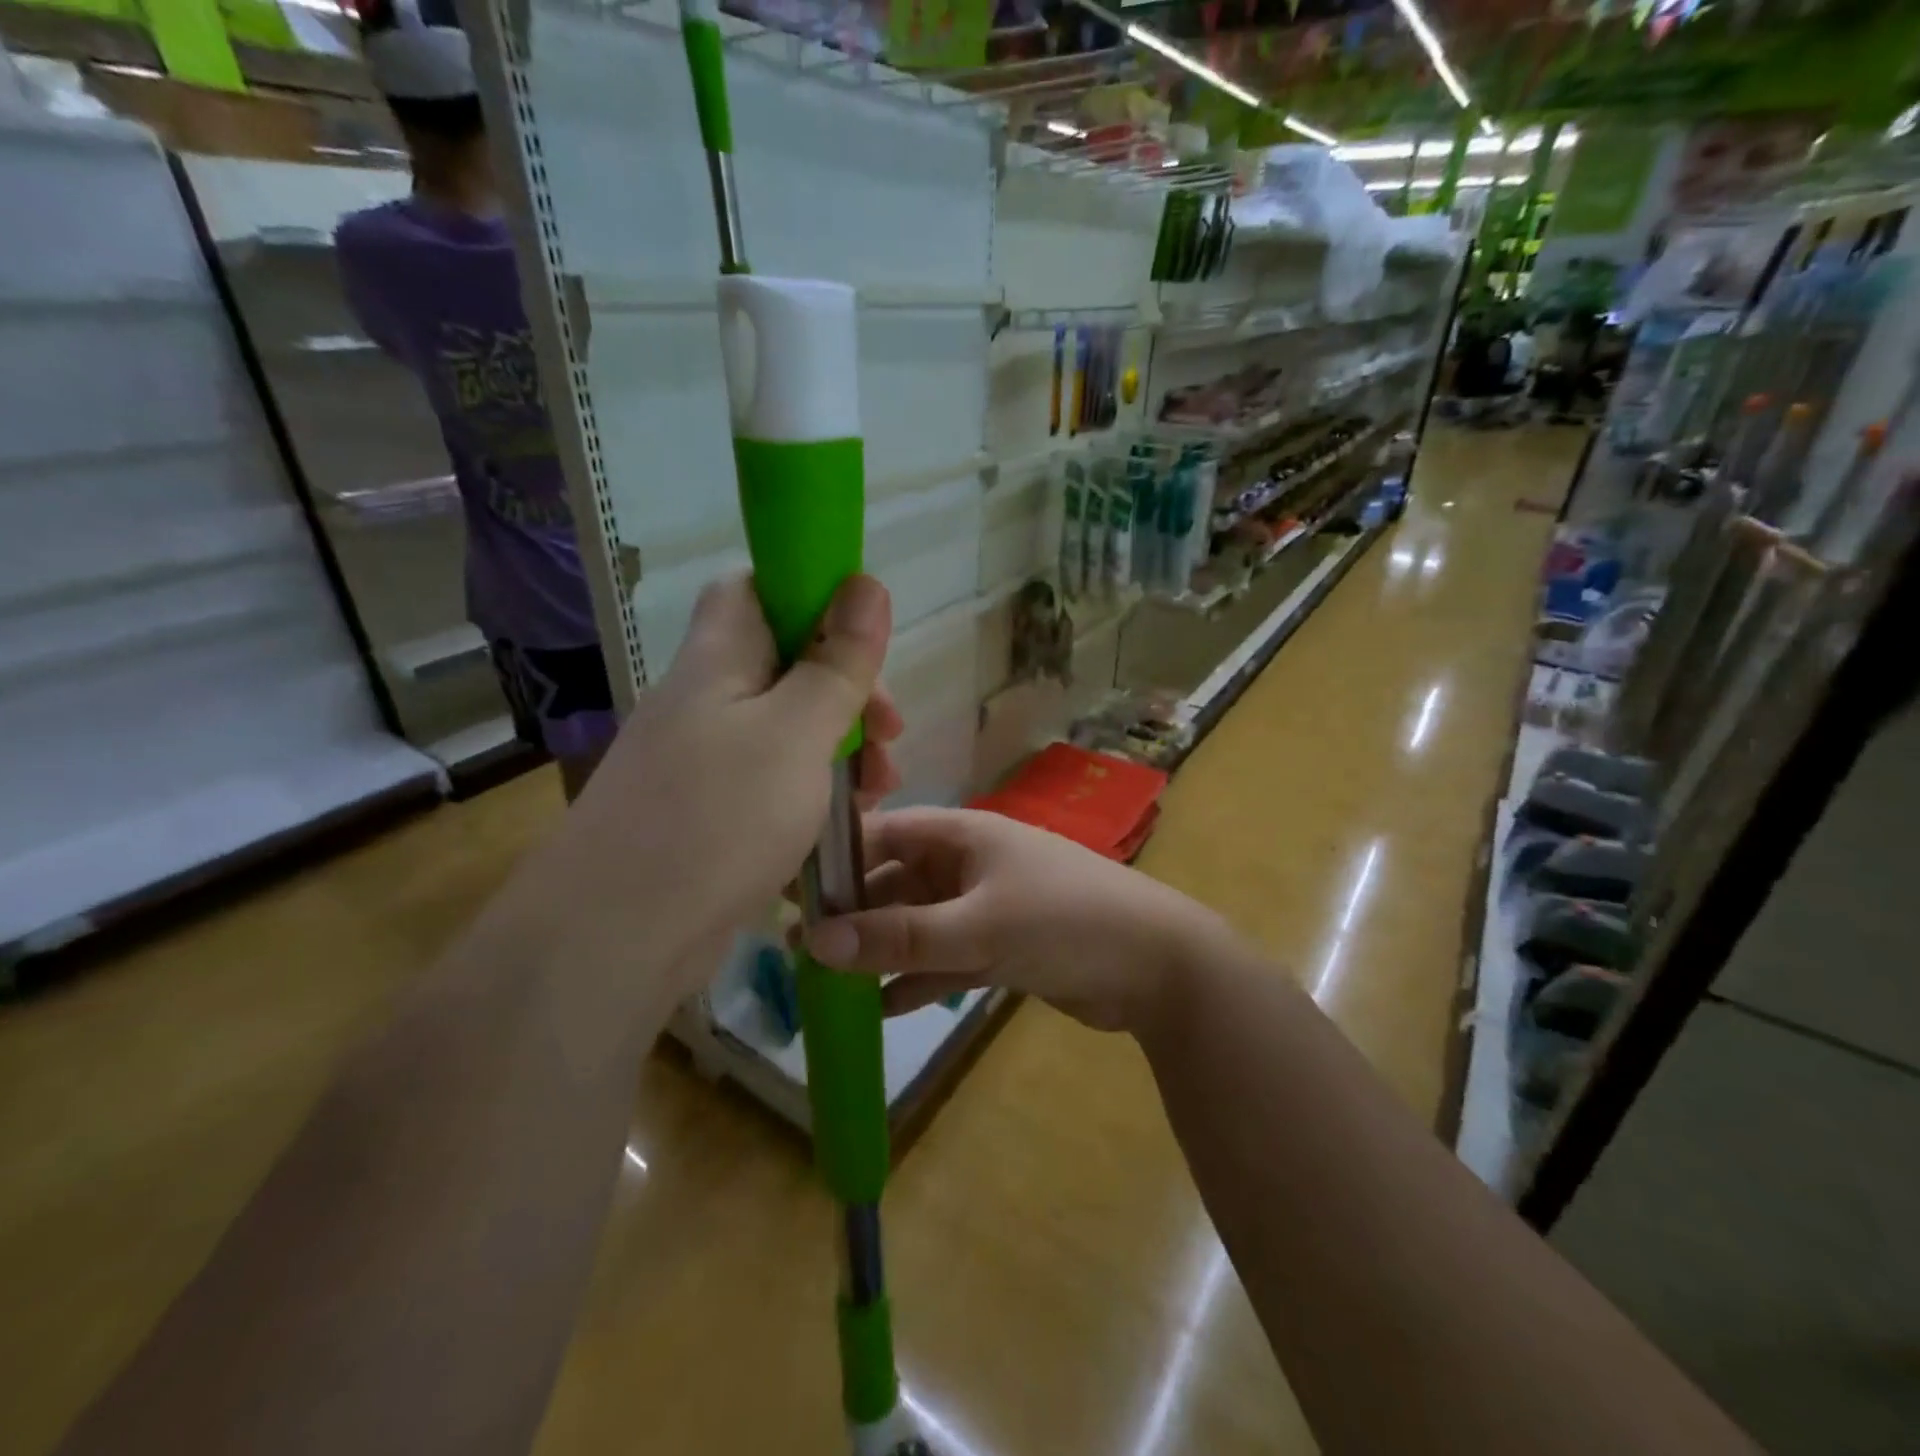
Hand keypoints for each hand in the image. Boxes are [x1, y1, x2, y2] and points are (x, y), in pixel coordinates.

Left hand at [523, 573, 902, 1005]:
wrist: (617, 938)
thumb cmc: (719, 818)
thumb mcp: (797, 732)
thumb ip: (836, 662)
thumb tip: (867, 582)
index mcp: (718, 660)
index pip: (754, 588)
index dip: (809, 594)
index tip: (864, 637)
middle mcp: (705, 700)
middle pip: (783, 663)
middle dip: (847, 689)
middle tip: (891, 733)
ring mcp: (701, 759)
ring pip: (784, 726)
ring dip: (838, 745)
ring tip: (880, 788)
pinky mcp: (706, 811)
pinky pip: (769, 778)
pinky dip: (811, 788)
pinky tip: (841, 820)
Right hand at [804, 807, 1227, 1035]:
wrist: (1156, 964)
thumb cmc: (1063, 922)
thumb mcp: (978, 927)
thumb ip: (899, 936)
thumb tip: (813, 939)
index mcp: (962, 836)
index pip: (884, 833)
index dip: (837, 858)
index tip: (790, 891)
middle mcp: (968, 863)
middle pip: (895, 882)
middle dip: (853, 914)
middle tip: (799, 948)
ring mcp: (985, 904)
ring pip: (918, 923)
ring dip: (881, 949)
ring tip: (827, 982)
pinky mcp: (1000, 945)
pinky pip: (945, 957)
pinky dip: (918, 977)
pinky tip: (882, 1008)